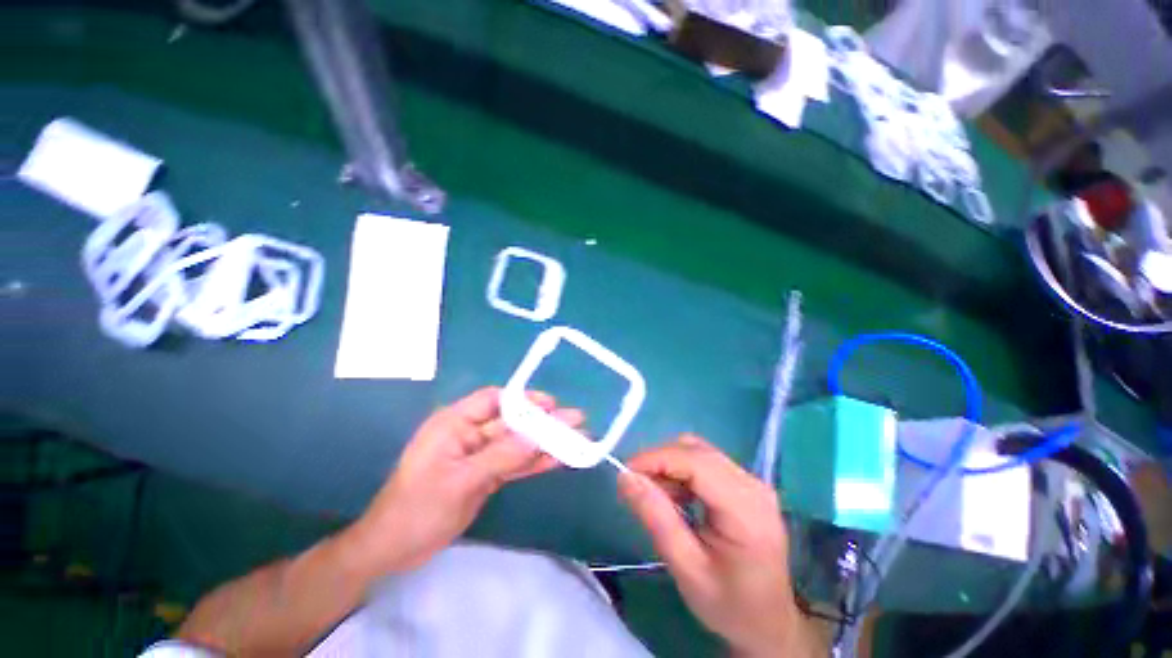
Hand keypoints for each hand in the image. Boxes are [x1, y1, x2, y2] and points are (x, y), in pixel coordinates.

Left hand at [346, 387, 580, 573]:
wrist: (393, 551)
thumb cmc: (417, 509)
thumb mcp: (460, 481)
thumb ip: (500, 456)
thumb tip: (538, 436)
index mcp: (455, 423)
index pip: (494, 400)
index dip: (524, 399)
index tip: (552, 404)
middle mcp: (470, 433)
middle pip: (513, 422)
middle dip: (543, 422)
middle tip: (576, 420)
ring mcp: (480, 455)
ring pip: (518, 444)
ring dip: (545, 443)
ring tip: (577, 439)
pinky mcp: (487, 475)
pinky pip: (515, 464)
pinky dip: (535, 462)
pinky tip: (558, 459)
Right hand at [618, 435, 818, 657]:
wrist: (768, 623)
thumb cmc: (728, 604)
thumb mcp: (686, 568)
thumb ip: (656, 518)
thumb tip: (626, 477)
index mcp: (746, 509)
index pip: (695, 462)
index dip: (656, 459)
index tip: (625, 473)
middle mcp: (753, 485)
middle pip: (696, 451)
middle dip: (660, 461)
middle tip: (636, 487)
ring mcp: (752, 481)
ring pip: (698, 451)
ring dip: (670, 465)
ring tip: (656, 497)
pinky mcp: (745, 484)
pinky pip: (705, 462)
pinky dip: (681, 471)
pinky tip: (675, 497)